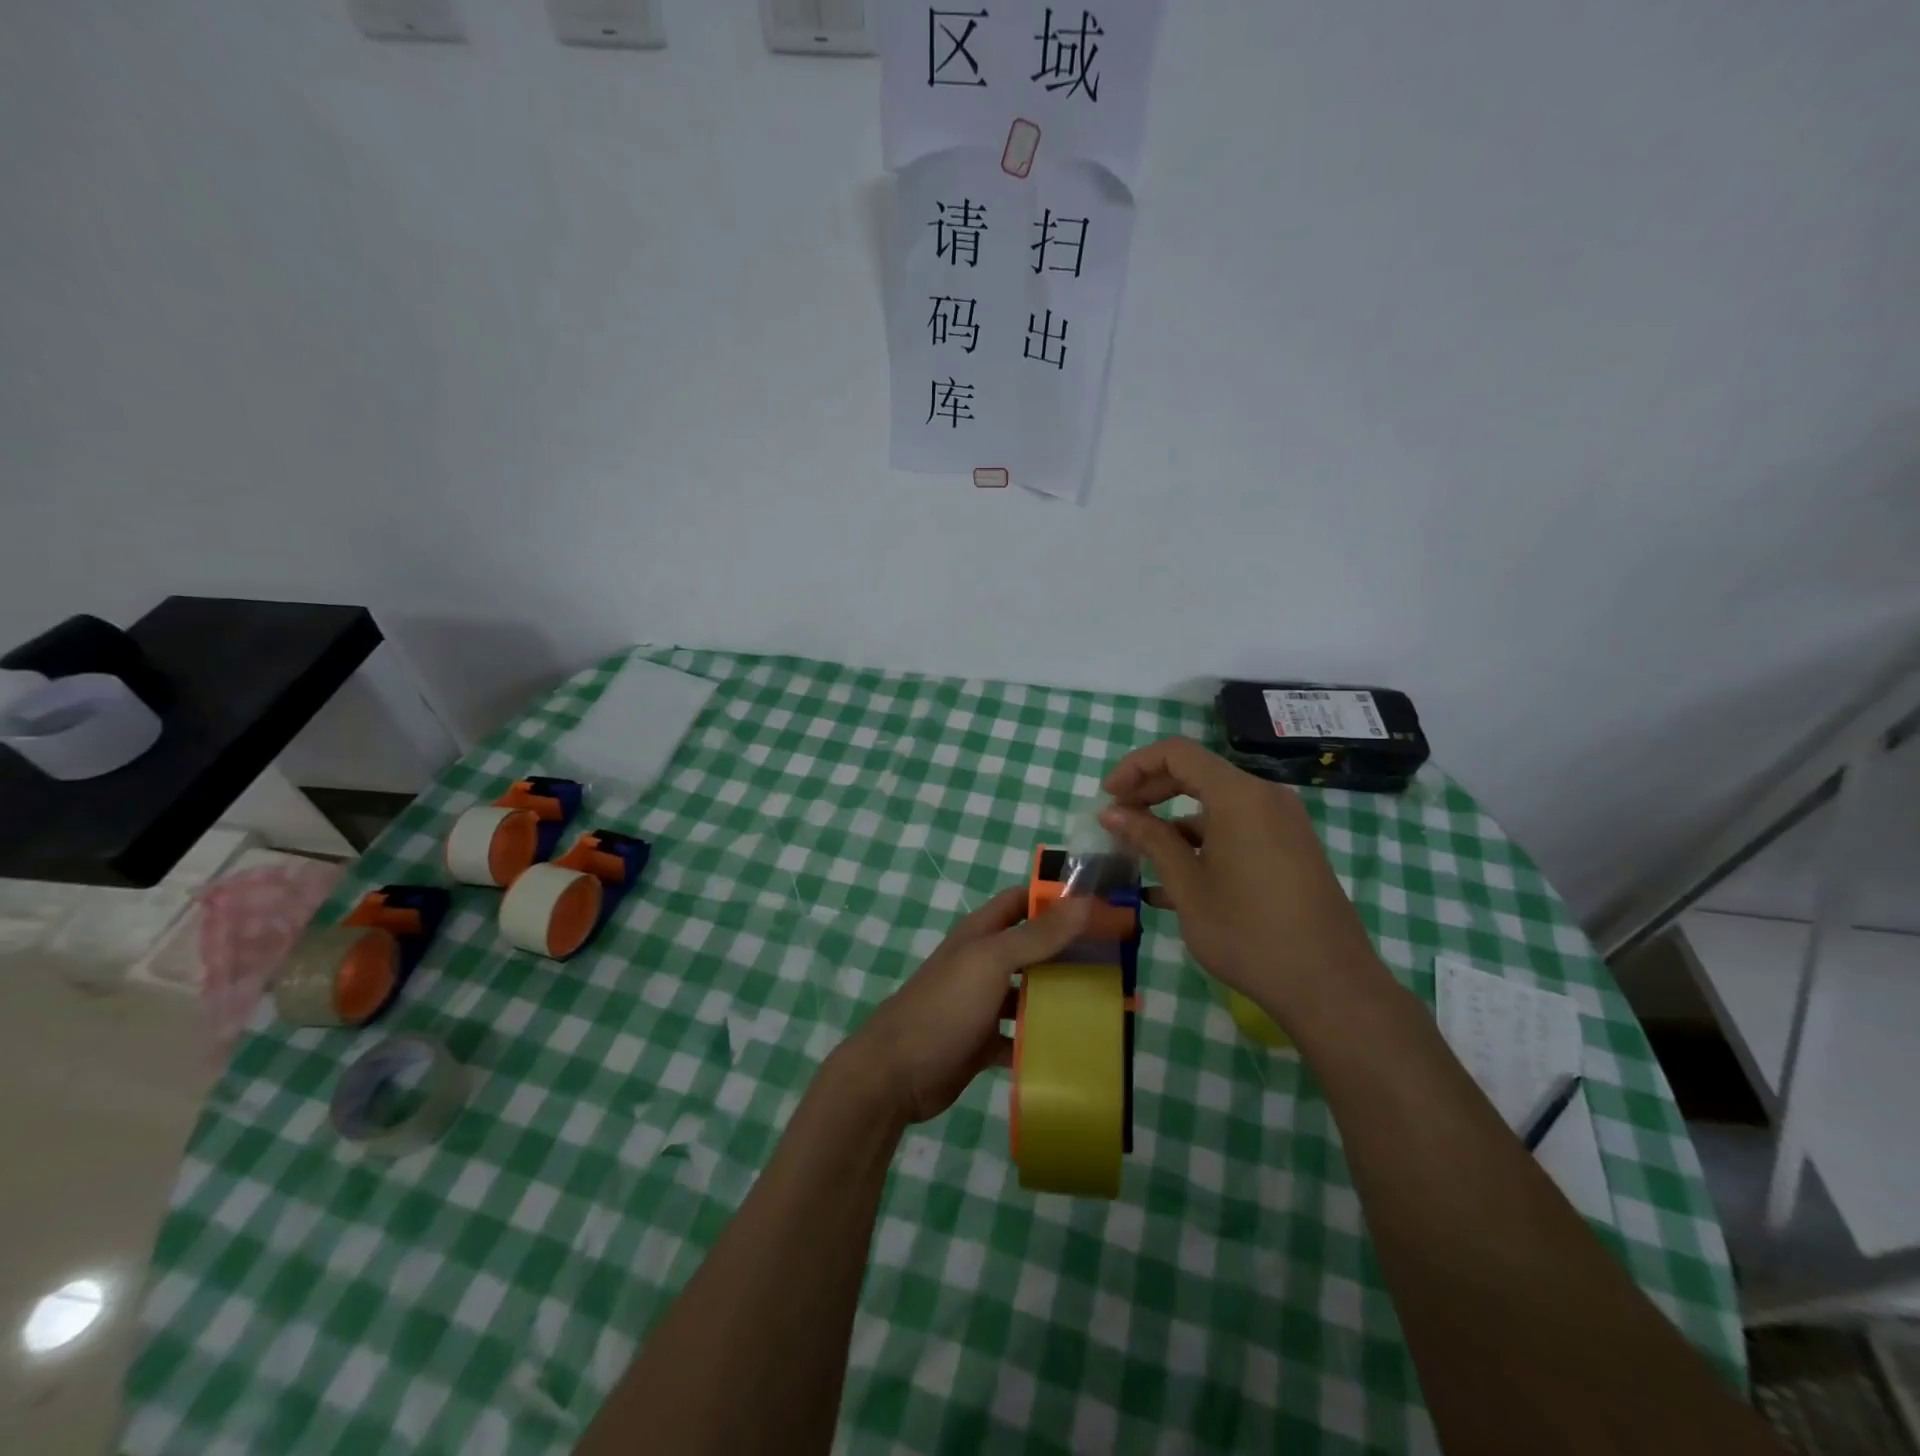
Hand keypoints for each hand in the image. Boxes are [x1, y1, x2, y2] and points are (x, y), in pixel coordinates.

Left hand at [843, 887, 1090, 1125]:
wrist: (896, 1074)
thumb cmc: (945, 1006)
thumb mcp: (992, 961)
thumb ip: (1037, 934)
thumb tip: (1085, 900)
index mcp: (982, 933)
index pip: (1023, 901)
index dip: (1058, 898)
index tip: (1101, 905)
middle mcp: (983, 963)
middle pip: (1034, 947)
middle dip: (1071, 950)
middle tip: (1117, 960)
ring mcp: (983, 1004)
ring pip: (1031, 993)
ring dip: (1063, 996)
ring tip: (1108, 1005)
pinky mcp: (984, 1042)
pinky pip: (1023, 1037)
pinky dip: (1045, 1040)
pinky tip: (1077, 1049)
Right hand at [1100, 738, 1387, 1028]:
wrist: (1330, 987)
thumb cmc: (1249, 934)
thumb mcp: (1188, 887)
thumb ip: (1150, 839)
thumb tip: (1112, 812)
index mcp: (1239, 797)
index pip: (1176, 753)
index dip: (1134, 766)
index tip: (1108, 797)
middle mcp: (1265, 797)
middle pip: (1196, 773)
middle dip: (1150, 792)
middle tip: (1118, 821)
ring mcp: (1283, 823)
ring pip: (1216, 804)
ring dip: (1174, 823)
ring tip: (1141, 856)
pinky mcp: (1291, 848)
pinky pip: (1238, 827)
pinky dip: (1203, 841)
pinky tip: (1177, 881)